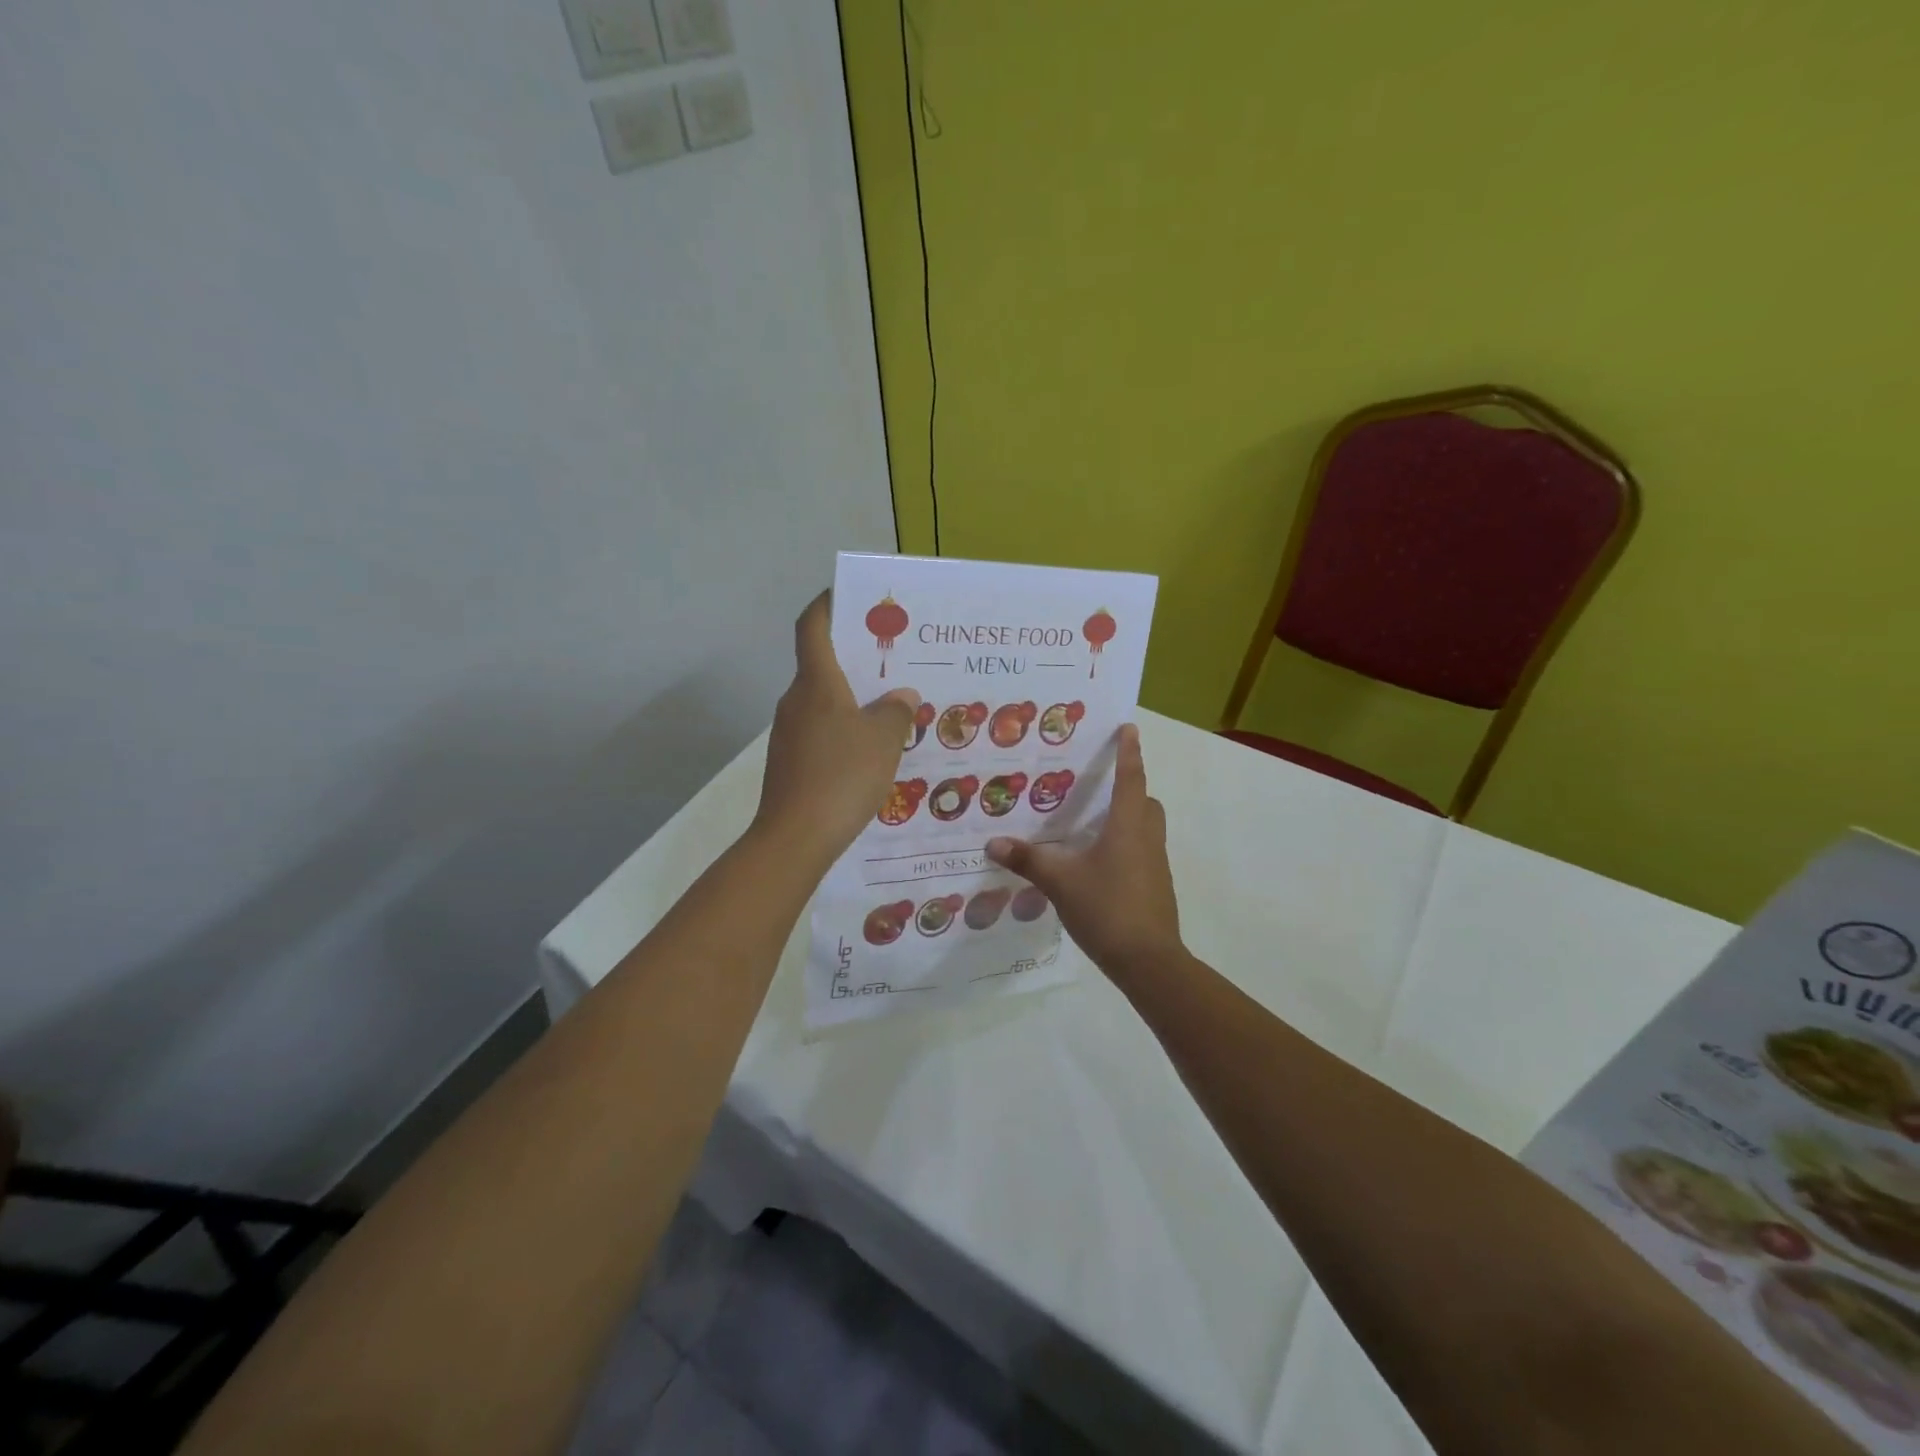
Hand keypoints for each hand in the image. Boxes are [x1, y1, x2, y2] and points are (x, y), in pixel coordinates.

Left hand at [755, 592, 919, 864]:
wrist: (795, 838)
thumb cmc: (841, 776)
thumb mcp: (884, 740)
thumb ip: (896, 711)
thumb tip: (900, 696)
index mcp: (816, 683)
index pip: (812, 626)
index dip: (828, 604)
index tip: (850, 596)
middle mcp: (796, 701)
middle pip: (822, 665)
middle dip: (856, 658)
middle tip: (894, 659)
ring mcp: (789, 734)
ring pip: (824, 702)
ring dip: (854, 699)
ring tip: (893, 708)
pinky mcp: (790, 763)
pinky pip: (822, 733)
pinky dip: (845, 730)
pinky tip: (872, 751)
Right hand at [986, 723, 1184, 981]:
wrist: (1148, 961)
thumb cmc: (1107, 907)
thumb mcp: (1060, 882)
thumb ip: (1028, 860)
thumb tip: (993, 843)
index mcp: (1128, 825)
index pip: (1131, 778)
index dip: (1129, 751)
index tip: (1129, 728)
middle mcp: (1147, 838)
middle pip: (1145, 802)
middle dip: (1130, 788)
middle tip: (1101, 787)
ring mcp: (1156, 865)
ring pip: (1146, 829)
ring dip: (1127, 820)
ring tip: (1092, 826)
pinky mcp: (1156, 887)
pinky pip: (1143, 853)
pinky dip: (1125, 848)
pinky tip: (1098, 865)